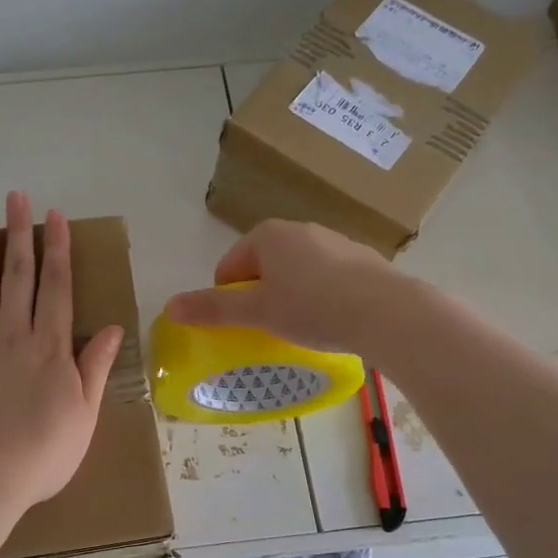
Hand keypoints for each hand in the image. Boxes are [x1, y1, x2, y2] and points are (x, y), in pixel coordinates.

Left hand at [0, 192, 123, 515]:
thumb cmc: (42, 454)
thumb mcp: (84, 415)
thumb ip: (95, 367)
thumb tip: (115, 328)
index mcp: (51, 347)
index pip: (58, 287)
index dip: (58, 250)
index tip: (55, 217)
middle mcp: (14, 334)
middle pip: (19, 275)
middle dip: (21, 234)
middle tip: (18, 197)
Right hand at [166, 220, 407, 353]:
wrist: (388, 312)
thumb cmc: (312, 307)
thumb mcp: (257, 312)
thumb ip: (213, 309)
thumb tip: (170, 307)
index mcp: (268, 234)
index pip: (230, 266)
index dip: (228, 298)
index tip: (242, 325)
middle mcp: (300, 229)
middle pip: (262, 267)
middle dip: (260, 296)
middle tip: (268, 328)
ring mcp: (334, 241)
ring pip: (296, 272)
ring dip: (290, 297)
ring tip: (302, 328)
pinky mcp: (361, 259)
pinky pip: (326, 278)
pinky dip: (320, 297)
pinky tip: (332, 321)